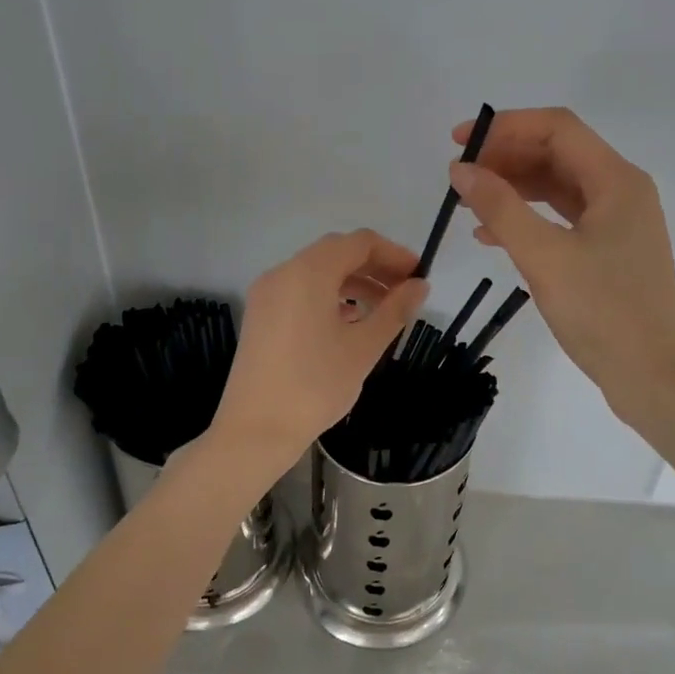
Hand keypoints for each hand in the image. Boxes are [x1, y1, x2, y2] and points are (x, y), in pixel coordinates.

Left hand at [211, 230, 427, 467]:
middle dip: (374, 266)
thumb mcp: (363, 348)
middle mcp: (283, 272)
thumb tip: (419, 286)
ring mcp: (267, 293)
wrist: (255, 430)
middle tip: (405, 291)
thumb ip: (394, 310)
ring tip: (382, 309)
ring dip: (352, 281)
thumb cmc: (315, 386)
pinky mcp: (260, 315)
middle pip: (336, 252)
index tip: (418, 276)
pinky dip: (328, 295)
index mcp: (308, 272)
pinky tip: (348, 321)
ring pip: (317, 271)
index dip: (393, 253)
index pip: (359, 242)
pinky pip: (300, 290)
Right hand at [450, 108, 674, 425]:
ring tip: (468, 205)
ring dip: (513, 188)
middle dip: (506, 158)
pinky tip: (491, 236)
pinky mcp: (608, 251)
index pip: (557, 128)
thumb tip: (462, 169)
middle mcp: (621, 191)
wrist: (652, 376)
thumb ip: (500, 208)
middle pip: (557, 154)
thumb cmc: (602, 311)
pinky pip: (561, 218)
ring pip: (557, 186)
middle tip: (460, 177)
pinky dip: (527, 218)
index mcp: (616, 180)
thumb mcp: (544, 256)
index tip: (459, 143)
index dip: (505, 127)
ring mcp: (617, 223)